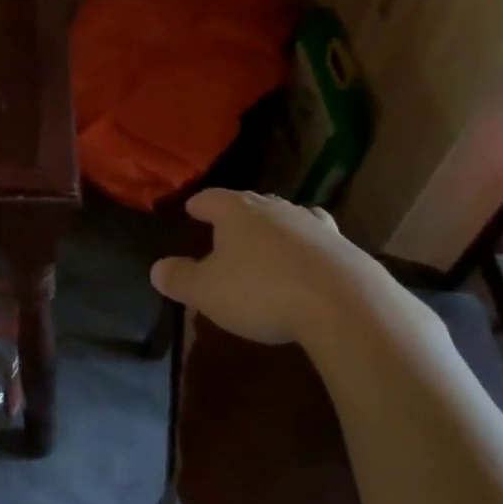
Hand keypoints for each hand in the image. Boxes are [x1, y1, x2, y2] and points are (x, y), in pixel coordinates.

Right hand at [149, 189, 392, 348]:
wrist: (345, 304)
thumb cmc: (261, 291)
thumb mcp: (207, 291)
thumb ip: (180, 278)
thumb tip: (157, 269)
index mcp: (237, 211)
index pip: (211, 198)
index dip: (200, 205)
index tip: (192, 209)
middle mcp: (275, 209)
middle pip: (251, 203)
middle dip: (238, 214)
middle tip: (227, 228)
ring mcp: (314, 226)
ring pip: (288, 218)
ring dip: (276, 229)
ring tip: (270, 242)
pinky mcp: (346, 249)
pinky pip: (318, 243)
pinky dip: (308, 251)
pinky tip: (308, 266)